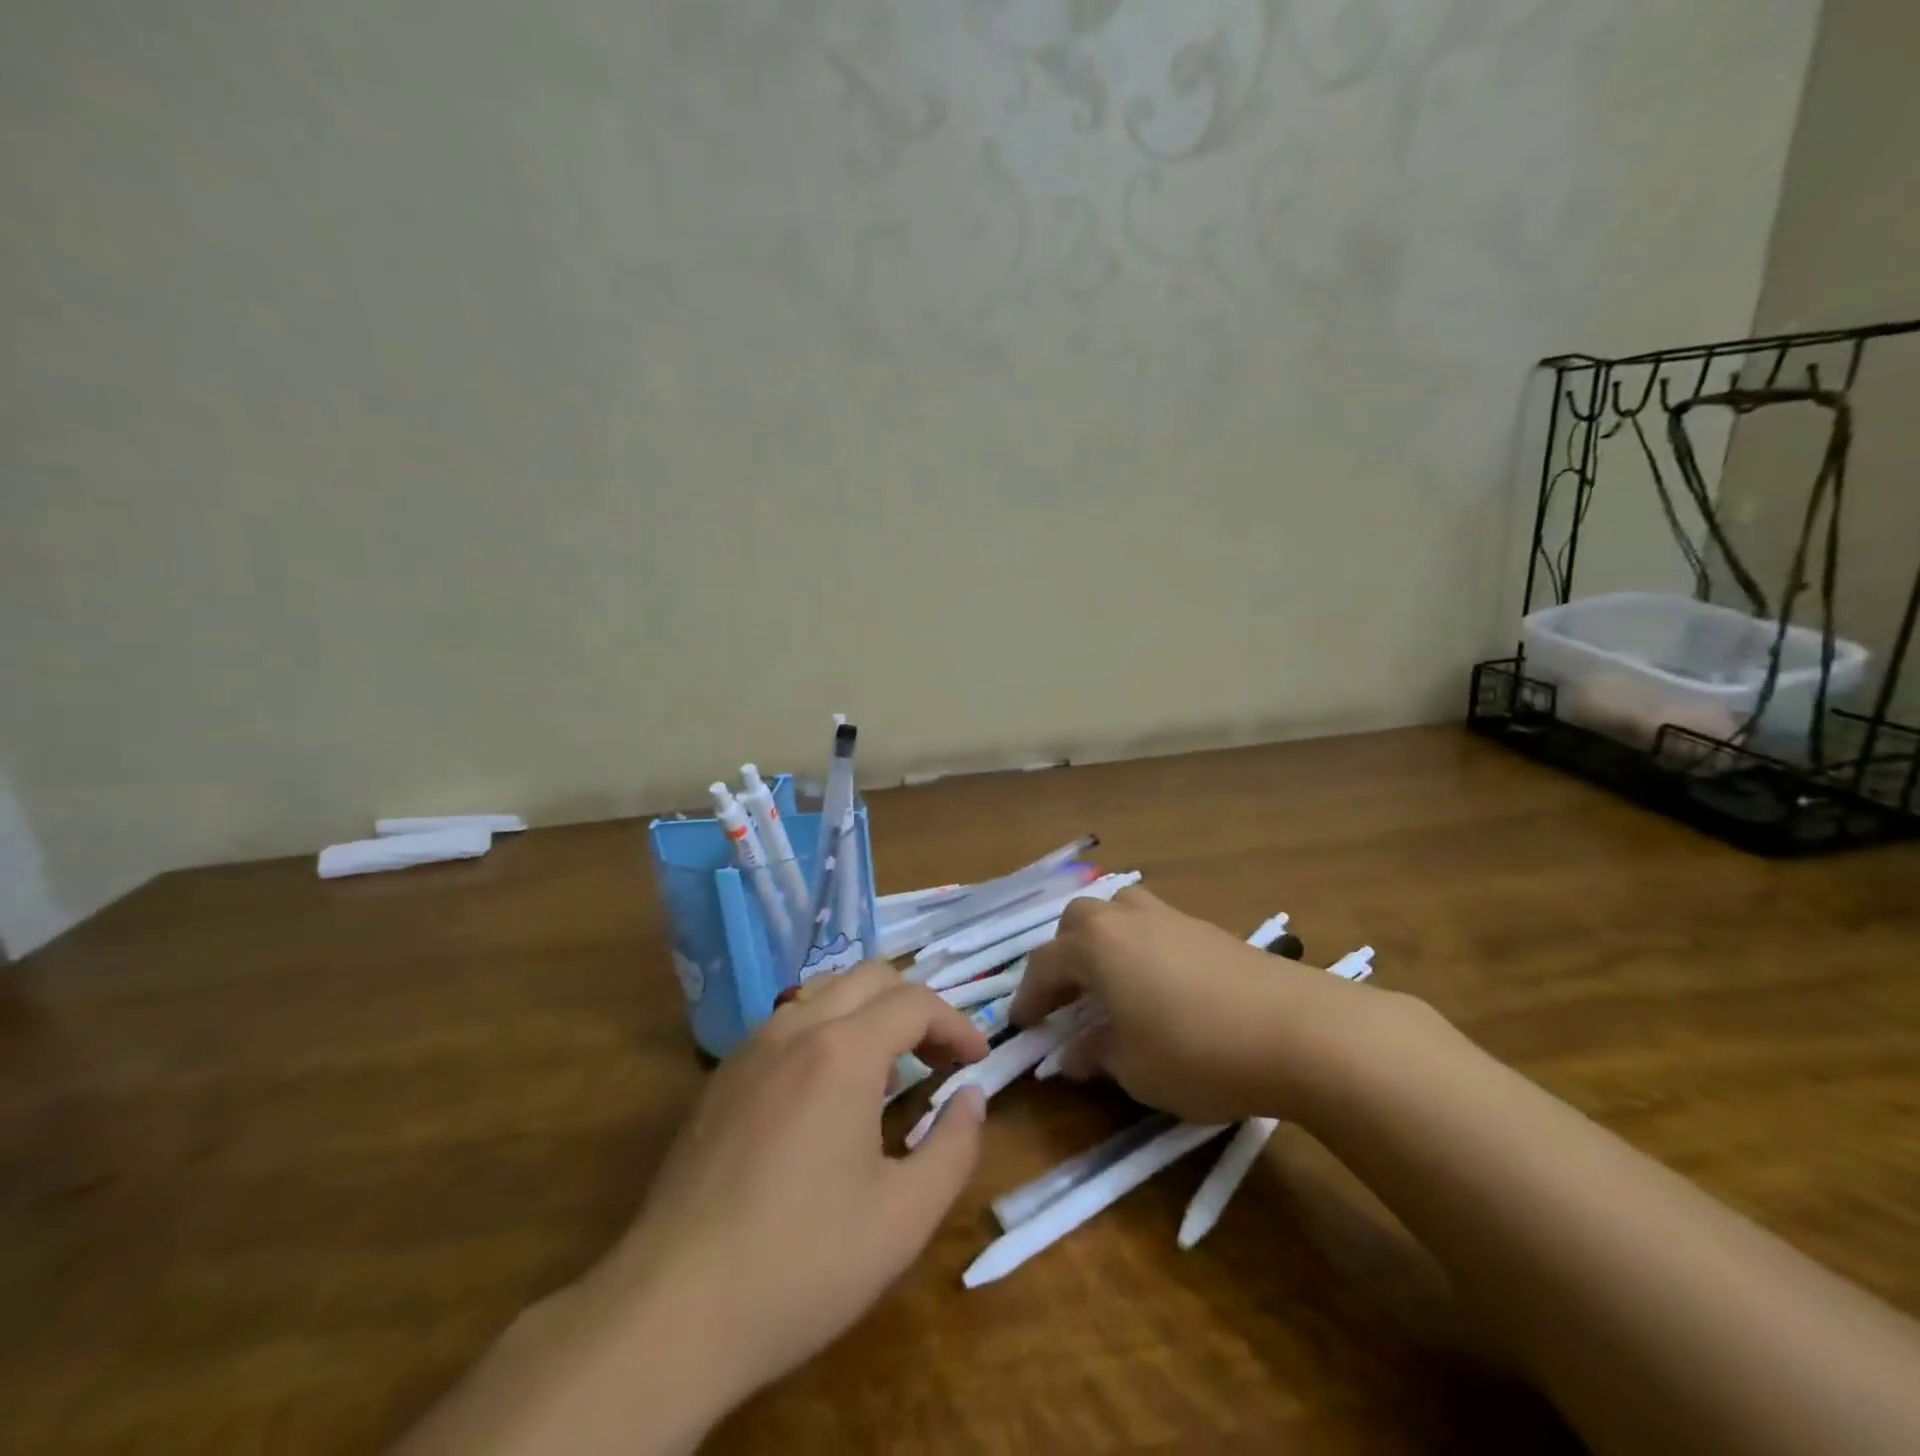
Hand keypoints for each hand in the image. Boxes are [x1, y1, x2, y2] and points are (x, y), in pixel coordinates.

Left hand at [597, 962, 989, 1417]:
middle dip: (916, 1007)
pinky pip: (789, 1024)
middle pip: (871, 977)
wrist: (671, 1310)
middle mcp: (796, 1028)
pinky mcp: (723, 1076)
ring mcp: (751, 1048)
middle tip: (939, 1058)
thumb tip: (971, 1097)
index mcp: (843, 1051)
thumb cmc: (803, 1263)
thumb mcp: (904, 1218)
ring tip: (890, 1072)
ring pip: (825, 992)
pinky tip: (829, 1094)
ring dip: (870, 1014)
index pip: (916, 1002)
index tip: (978, 1061)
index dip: (957, 1024)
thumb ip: (954, 1146)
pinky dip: (828, 1032)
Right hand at [1009, 887, 1378, 1123]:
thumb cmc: (1197, 1051)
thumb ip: (1095, 1055)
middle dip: (1064, 956)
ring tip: (1111, 978)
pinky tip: (1159, 983)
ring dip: (1103, 939)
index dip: (1029, 996)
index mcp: (1095, 946)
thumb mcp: (1133, 1068)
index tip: (1021, 1024)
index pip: (1045, 965)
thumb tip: (1073, 1053)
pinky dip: (1141, 946)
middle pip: (1078, 921)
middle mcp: (1125, 918)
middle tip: (1067, 996)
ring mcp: (1170, 917)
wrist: (1298, 1030)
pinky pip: (1155, 925)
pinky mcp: (1207, 928)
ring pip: (1119, 910)